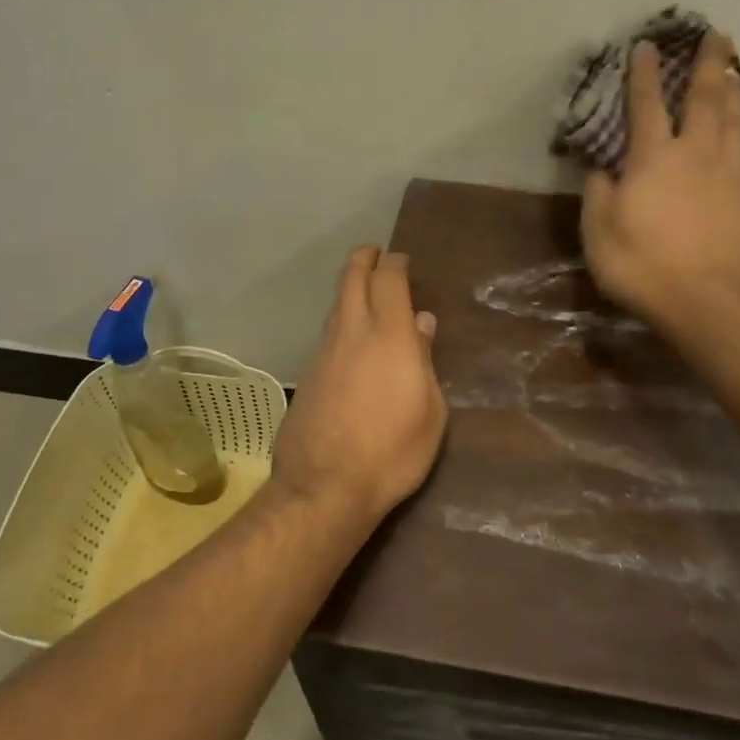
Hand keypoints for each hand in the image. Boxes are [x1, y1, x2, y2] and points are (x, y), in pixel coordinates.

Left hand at [271, 246, 448, 527]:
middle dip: (364, 259)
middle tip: (375, 253)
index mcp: (391, 336)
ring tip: (365, 290)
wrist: (325, 486)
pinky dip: (341, 320)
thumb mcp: (431, 412)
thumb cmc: (394, 451)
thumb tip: (423, 324)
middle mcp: (354, 333)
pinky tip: (351, 338)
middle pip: (352, 278)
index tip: (401, 260)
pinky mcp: (308, 373)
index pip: (389, 280)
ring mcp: (324, 352)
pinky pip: (328, 332)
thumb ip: (425, 361)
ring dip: (350, 288)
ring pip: (336, 304)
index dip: (395, 263)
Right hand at [581, 31, 739, 325]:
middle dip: (709, 63)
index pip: (646, 104)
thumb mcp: (598, 230)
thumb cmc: (640, 265)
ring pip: (737, 122)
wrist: (701, 302)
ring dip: (736, 92)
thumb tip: (603, 169)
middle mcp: (696, 154)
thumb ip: (598, 193)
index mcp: (654, 158)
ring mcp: (730, 176)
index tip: (647, 45)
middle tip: (718, 35)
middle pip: (705, 99)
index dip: (644, 73)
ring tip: (736, 71)